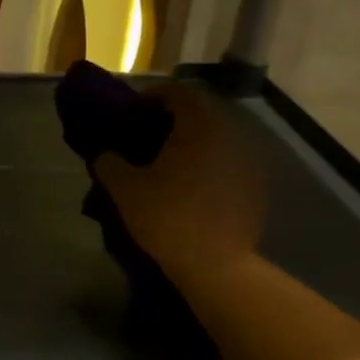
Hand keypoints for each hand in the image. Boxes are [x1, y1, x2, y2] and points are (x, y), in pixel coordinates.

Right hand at [93, 81, 265, 288]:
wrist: (217, 266)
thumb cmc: (168, 218)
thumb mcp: (125, 189)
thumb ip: (109, 163)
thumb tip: (103, 154)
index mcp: (199, 125)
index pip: (178, 92)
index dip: (153, 96)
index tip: (133, 110)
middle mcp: (230, 133)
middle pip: (200, 112)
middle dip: (173, 118)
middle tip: (146, 134)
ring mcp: (248, 160)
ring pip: (216, 137)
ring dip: (192, 141)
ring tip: (167, 161)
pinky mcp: (256, 185)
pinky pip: (228, 160)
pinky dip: (208, 162)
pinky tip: (190, 184)